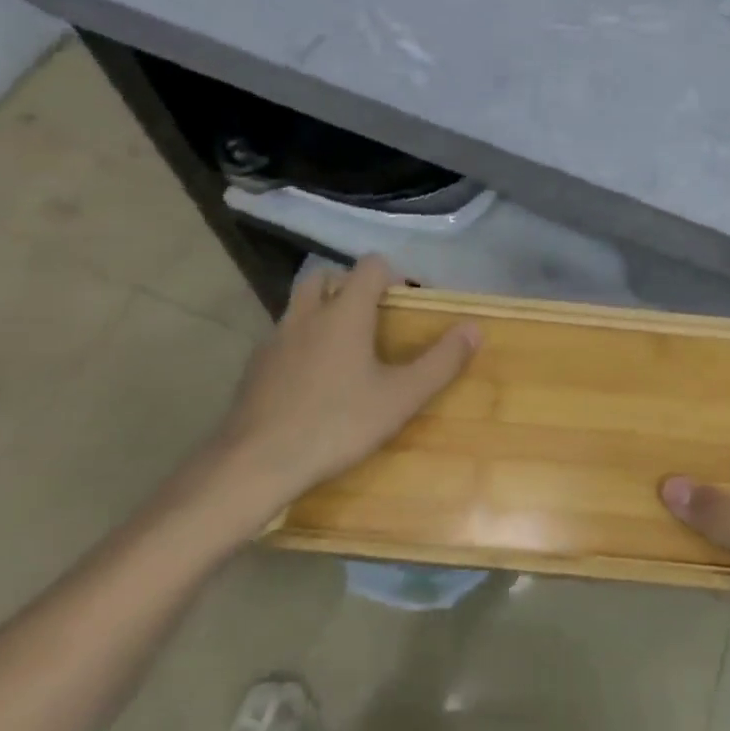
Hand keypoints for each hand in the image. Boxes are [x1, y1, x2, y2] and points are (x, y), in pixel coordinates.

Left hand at [183, 256, 478, 549]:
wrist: (255, 463)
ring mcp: (275, 338)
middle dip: (350, 286)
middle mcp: (307, 314)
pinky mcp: (255, 366)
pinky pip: (283, 337)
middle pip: (326, 276)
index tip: (407, 303)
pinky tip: (312, 381)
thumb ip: (441, 362)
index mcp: (345, 312)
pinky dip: (301, 343)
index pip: (370, 266)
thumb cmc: (336, 424)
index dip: (393, 275)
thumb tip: (474, 327)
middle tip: (372, 319)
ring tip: (344, 350)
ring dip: (323, 312)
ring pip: (300, 306)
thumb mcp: (400, 398)